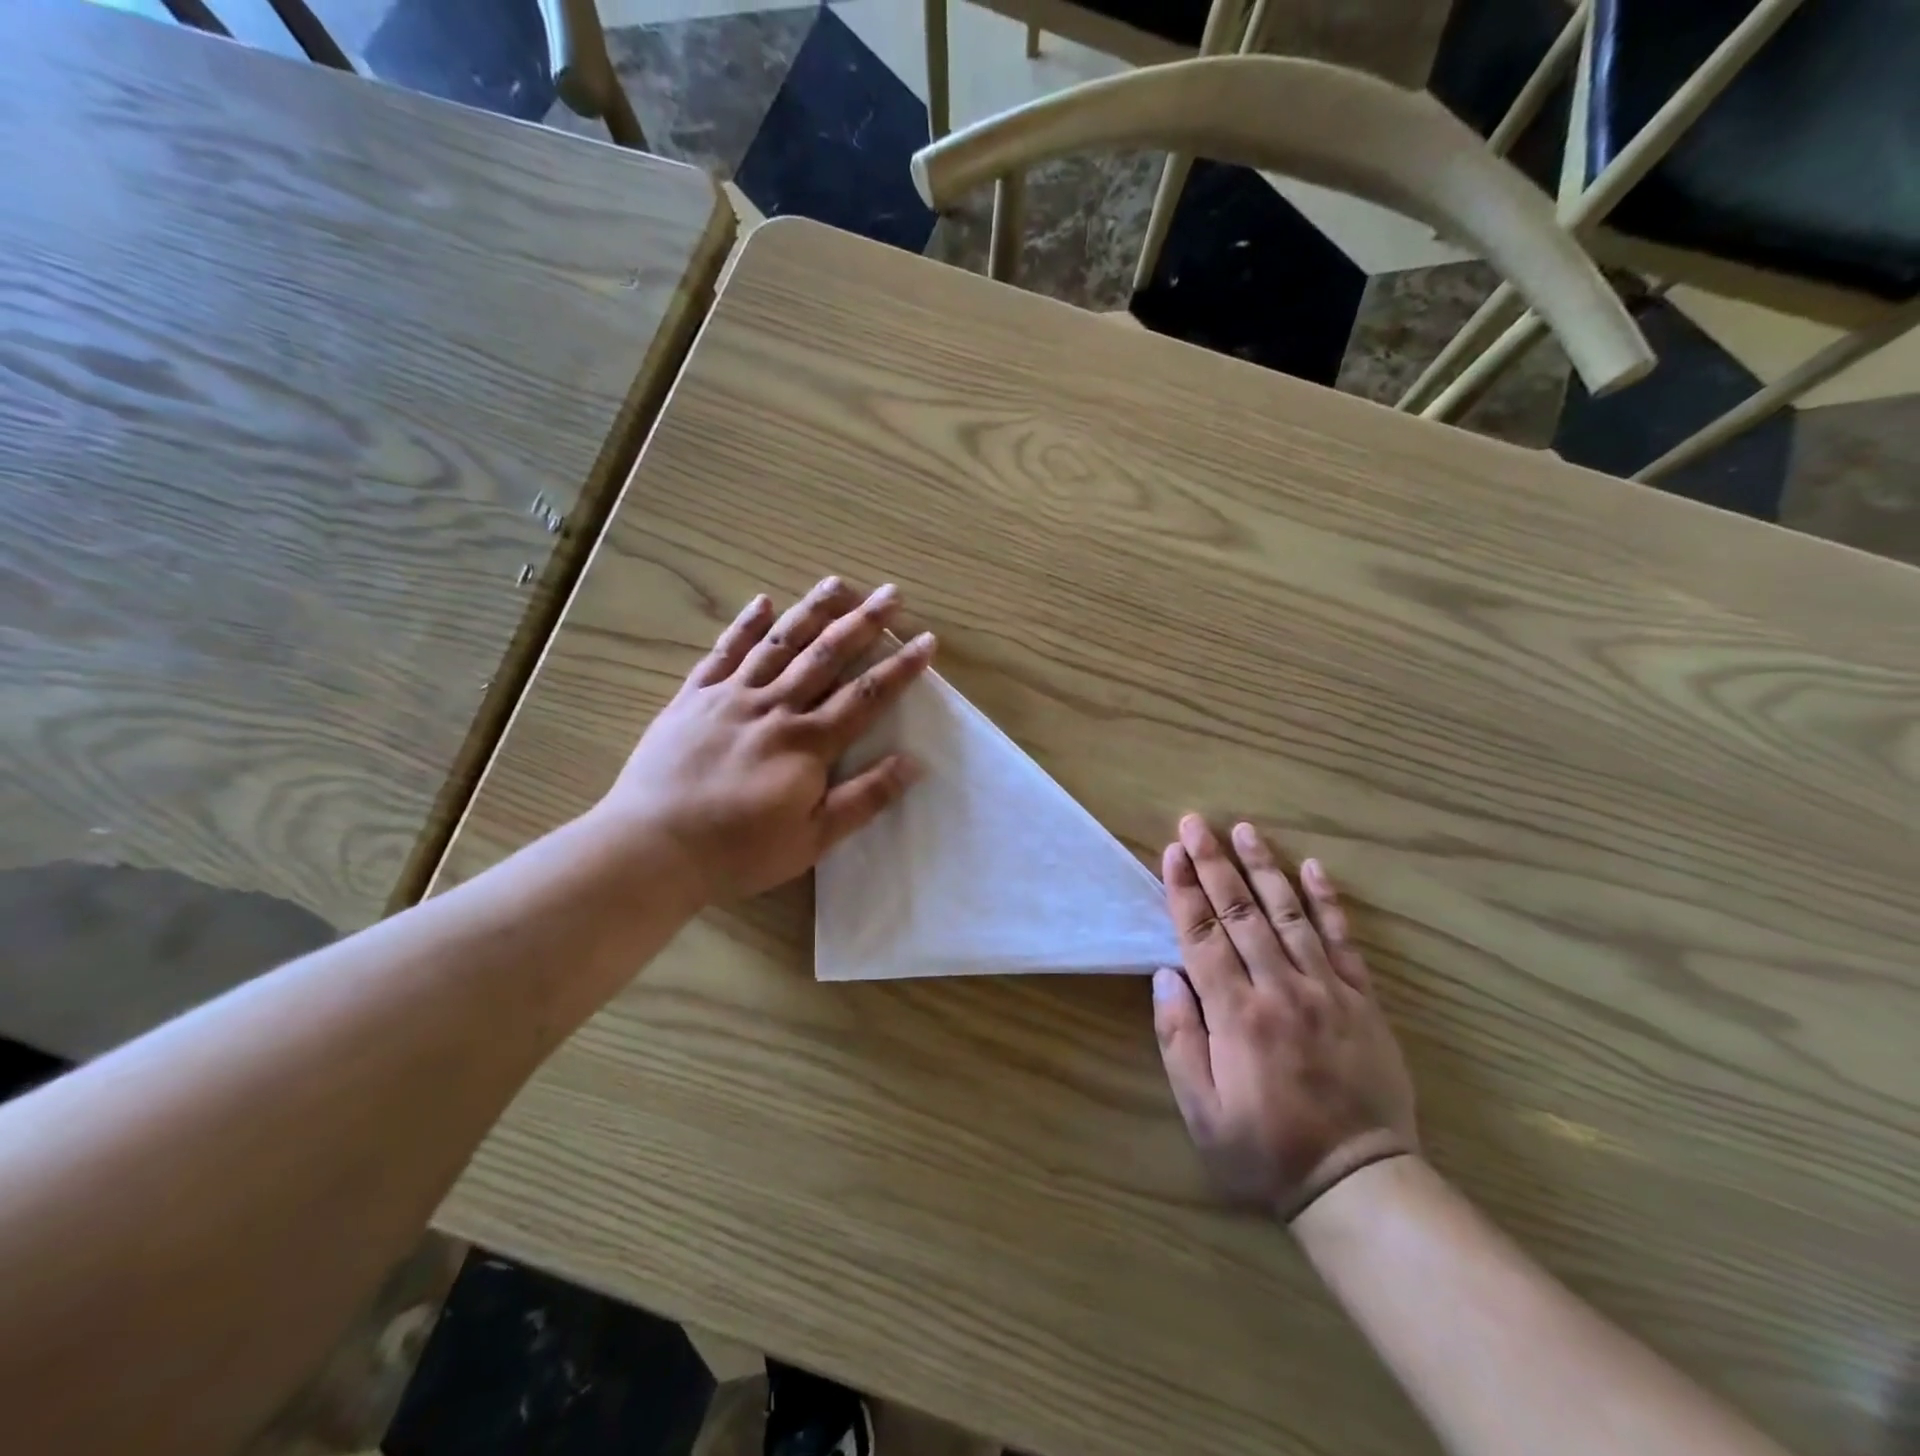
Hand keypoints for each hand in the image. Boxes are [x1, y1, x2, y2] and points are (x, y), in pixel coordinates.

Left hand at [601, 577, 935, 902]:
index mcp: (807, 742)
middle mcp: (774, 707)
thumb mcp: (812, 839)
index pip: (865, 696)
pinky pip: (724, 652)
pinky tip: (762, 602)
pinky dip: (745, 625)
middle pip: (826, 655)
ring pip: (779, 643)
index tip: (926, 641)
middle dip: (863, 622)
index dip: (900, 668)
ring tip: (838, 583)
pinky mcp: (693, 697)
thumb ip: (863, 799)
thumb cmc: (738, 851)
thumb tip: (912, 764)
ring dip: (812, 610)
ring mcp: (730, 696)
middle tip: (891, 593)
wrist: (651, 846)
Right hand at [1153, 815, 1416, 1219]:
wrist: (1359, 1182)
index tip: (1173, 850)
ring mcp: (1326, 990)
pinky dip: (1328, 902)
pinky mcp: (1362, 1000)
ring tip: (1246, 830)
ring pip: (1289, 915)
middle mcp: (1280, 989)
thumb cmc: (1265, 1150)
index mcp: (1236, 1014)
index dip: (1184, 889)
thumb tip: (1165, 974)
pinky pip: (1344, 941)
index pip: (1202, 936)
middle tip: (1197, 822)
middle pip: (1240, 913)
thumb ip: (1178, 1039)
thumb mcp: (1201, 1110)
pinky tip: (1314, 868)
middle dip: (1215, 863)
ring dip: (1264, 868)